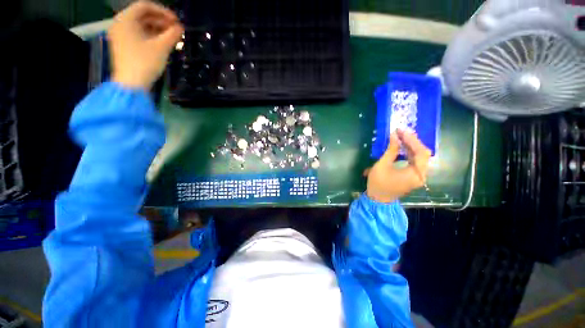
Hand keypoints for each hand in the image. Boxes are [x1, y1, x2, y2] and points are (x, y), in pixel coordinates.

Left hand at [108, 1, 183, 89]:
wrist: (131, 84)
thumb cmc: (145, 62)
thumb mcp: (161, 47)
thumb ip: (172, 35)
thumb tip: (181, 27)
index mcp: (126, 19)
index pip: (145, 6)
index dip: (163, 11)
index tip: (176, 21)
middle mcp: (120, 24)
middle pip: (143, 15)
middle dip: (161, 21)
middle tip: (176, 30)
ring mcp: (121, 35)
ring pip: (141, 25)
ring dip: (157, 29)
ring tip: (172, 37)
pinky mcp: (124, 45)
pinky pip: (138, 34)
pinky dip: (151, 36)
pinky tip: (162, 43)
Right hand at [365, 130, 431, 202]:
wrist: (378, 199)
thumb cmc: (378, 183)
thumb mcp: (382, 165)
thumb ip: (391, 150)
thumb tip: (394, 136)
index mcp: (416, 174)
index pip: (421, 152)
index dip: (412, 140)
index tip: (401, 131)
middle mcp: (421, 175)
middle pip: (423, 154)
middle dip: (412, 141)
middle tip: (401, 132)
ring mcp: (418, 176)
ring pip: (419, 157)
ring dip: (411, 146)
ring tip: (401, 137)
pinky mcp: (413, 176)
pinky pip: (415, 161)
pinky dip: (409, 153)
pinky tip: (402, 147)